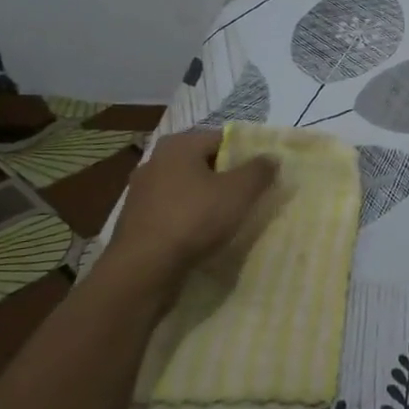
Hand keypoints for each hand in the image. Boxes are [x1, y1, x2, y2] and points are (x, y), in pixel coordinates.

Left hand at [97, 130, 278, 293]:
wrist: (143, 269)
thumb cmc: (193, 219)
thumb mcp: (239, 192)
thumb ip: (259, 170)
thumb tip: (271, 157)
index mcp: (179, 144)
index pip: (222, 138)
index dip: (247, 154)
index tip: (263, 174)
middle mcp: (156, 160)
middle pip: (204, 163)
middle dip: (227, 178)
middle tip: (250, 196)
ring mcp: (142, 191)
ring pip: (188, 188)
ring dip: (208, 199)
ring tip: (230, 218)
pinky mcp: (136, 220)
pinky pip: (173, 211)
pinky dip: (189, 218)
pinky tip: (203, 235)